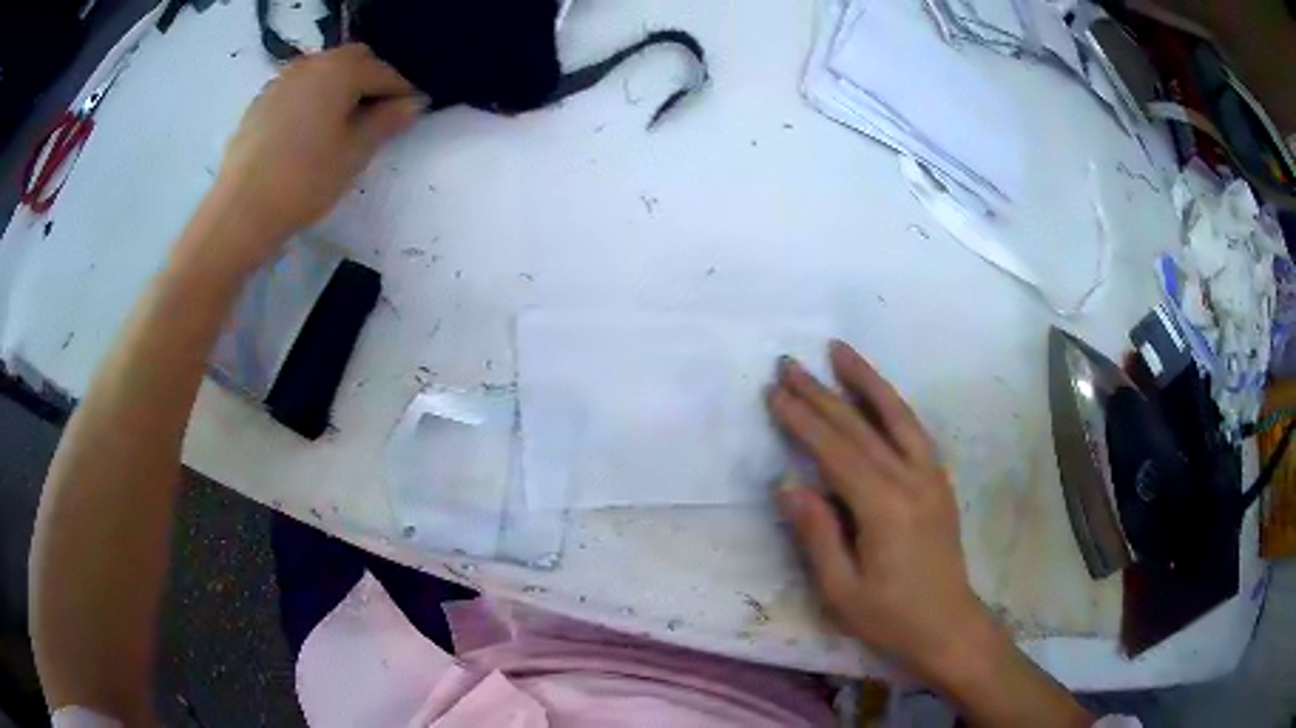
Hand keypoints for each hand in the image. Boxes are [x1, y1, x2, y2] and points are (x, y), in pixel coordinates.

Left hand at [211, 44, 424, 269]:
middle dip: (370, 79)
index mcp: (340, 70)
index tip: (410, 113)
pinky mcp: (260, 101)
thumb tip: (414, 102)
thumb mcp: (354, 153)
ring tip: (339, 124)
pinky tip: (307, 131)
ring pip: (322, 70)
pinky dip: (311, 98)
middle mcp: (312, 64)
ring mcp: (282, 80)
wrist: (240, 212)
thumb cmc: (305, 181)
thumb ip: (387, 121)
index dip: (402, 92)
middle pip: (353, 59)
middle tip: (375, 115)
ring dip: (339, 86)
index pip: (384, 72)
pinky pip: (297, 88)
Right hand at [768, 341, 996, 681]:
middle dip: (822, 393)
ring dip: (866, 380)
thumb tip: (788, 484)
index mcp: (884, 509)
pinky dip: (893, 405)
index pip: (836, 451)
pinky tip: (877, 394)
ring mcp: (931, 476)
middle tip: (789, 363)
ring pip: (896, 416)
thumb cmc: (890, 617)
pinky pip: (914, 431)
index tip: (775, 392)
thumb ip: (816, 534)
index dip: (803, 420)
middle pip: (861, 426)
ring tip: (839, 351)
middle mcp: (911, 480)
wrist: (948, 625)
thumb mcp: (841, 590)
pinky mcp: (939, 481)